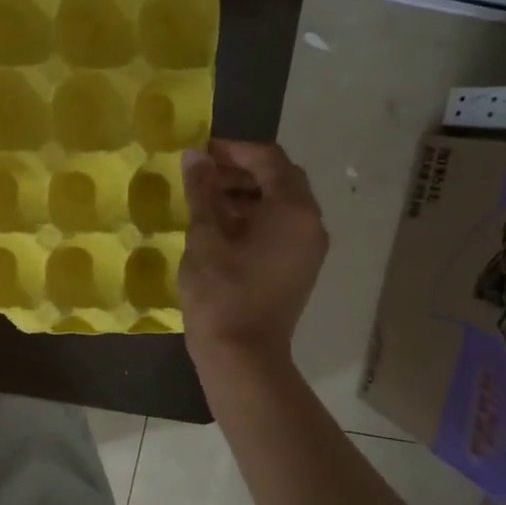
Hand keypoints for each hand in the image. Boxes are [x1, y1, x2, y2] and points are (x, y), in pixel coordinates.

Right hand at [179, 140, 327, 369]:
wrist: (242, 354)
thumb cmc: (221, 290)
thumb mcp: (205, 235)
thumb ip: (202, 190)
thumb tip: (195, 155)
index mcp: (293, 209)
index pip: (269, 159)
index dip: (234, 150)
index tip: (200, 153)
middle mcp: (311, 223)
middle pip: (280, 178)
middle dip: (241, 170)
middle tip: (202, 174)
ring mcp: (308, 247)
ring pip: (281, 203)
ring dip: (247, 193)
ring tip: (206, 199)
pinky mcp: (299, 266)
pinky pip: (281, 226)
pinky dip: (255, 216)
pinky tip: (222, 226)